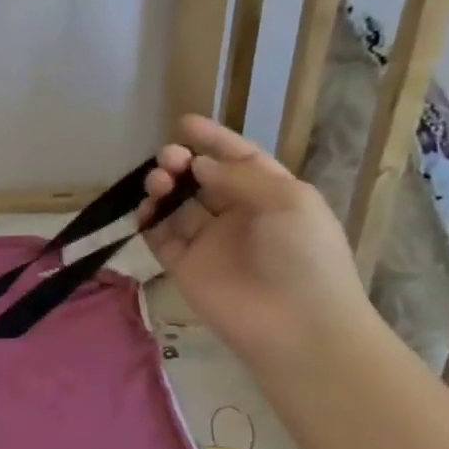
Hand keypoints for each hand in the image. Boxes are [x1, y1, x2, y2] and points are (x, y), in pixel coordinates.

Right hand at [140, 115, 373, 367]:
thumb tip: (199, 164)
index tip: (184, 123)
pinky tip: (145, 211)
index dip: (214, 140)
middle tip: (168, 159)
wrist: (296, 326)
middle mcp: (237, 215)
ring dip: (164, 187)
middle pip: (201, 179)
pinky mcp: (184, 266)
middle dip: (182, 162)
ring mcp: (208, 242)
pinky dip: (147, 220)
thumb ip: (239, 176)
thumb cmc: (303, 256)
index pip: (238, 159)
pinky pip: (159, 236)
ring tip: (158, 184)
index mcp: (271, 196)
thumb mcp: (287, 201)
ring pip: (176, 204)